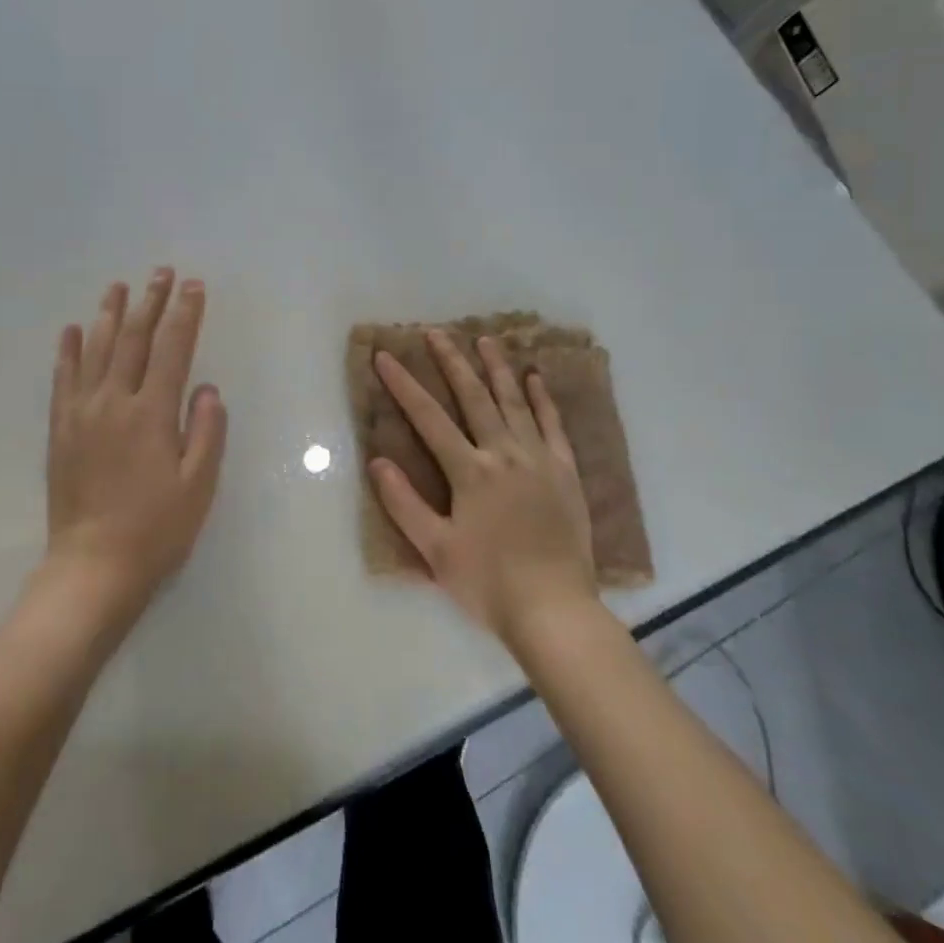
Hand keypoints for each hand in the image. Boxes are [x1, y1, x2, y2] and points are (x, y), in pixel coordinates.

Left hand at [43, 269, 227, 622]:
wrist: (92, 566)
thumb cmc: (156, 529)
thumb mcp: (199, 485)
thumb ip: (207, 431)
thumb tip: (207, 388)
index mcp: (153, 413)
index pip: (173, 349)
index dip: (185, 314)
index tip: (194, 286)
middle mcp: (115, 402)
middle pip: (133, 338)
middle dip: (150, 301)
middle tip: (160, 272)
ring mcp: (82, 413)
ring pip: (95, 350)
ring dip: (108, 314)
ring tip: (118, 286)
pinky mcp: (60, 429)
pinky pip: (62, 379)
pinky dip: (67, 350)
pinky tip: (71, 329)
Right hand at [370, 331, 597, 641]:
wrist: (555, 610)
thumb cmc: (488, 583)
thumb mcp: (436, 550)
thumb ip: (404, 503)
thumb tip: (378, 461)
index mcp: (470, 471)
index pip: (429, 418)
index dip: (404, 385)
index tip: (386, 356)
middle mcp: (503, 453)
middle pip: (474, 397)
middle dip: (451, 362)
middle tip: (436, 332)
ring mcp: (539, 460)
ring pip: (514, 402)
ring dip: (497, 368)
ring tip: (486, 339)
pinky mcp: (565, 473)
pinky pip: (553, 425)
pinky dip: (543, 399)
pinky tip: (535, 378)